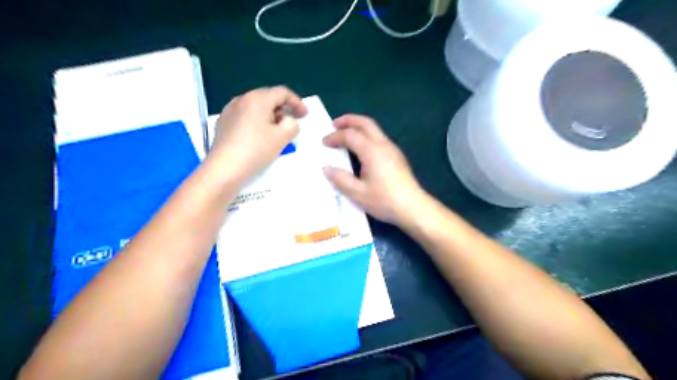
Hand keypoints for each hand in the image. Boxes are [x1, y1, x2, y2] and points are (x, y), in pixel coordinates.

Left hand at [211, 85, 308, 182]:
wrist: (224, 169)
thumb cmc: (256, 150)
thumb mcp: (282, 137)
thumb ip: (292, 124)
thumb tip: (288, 121)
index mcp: (257, 99)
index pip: (282, 92)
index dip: (297, 102)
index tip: (305, 115)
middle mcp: (242, 99)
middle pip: (268, 98)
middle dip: (283, 109)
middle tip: (293, 123)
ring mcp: (230, 111)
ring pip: (256, 108)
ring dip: (270, 116)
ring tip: (277, 132)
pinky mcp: (223, 123)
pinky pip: (246, 117)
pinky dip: (257, 122)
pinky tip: (260, 137)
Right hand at [324, 112, 426, 224]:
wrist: (413, 207)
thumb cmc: (384, 200)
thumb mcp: (358, 193)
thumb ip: (341, 179)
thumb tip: (326, 169)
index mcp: (371, 151)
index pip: (350, 135)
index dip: (335, 137)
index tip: (324, 142)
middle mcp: (383, 145)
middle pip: (366, 123)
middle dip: (349, 120)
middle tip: (334, 124)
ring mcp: (392, 149)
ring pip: (374, 129)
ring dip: (359, 127)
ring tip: (346, 135)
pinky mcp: (397, 156)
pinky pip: (379, 138)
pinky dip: (366, 136)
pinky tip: (361, 149)